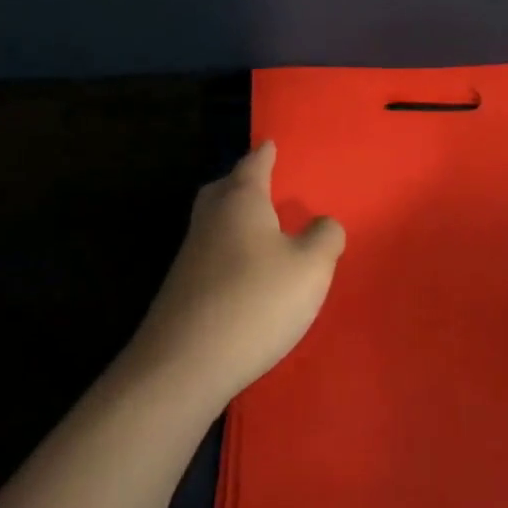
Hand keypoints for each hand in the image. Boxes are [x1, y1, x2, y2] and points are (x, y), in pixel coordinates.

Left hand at [130, 142, 344, 402]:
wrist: (184, 364)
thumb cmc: (255, 301)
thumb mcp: (310, 267)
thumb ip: (324, 237)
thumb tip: (324, 223)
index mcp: (241, 202)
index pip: (254, 165)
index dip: (265, 154)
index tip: (270, 142)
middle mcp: (210, 220)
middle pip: (224, 189)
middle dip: (241, 181)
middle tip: (261, 180)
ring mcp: (191, 256)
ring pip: (214, 221)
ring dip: (234, 217)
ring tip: (261, 226)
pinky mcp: (183, 290)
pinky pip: (211, 254)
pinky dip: (229, 250)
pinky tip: (246, 272)